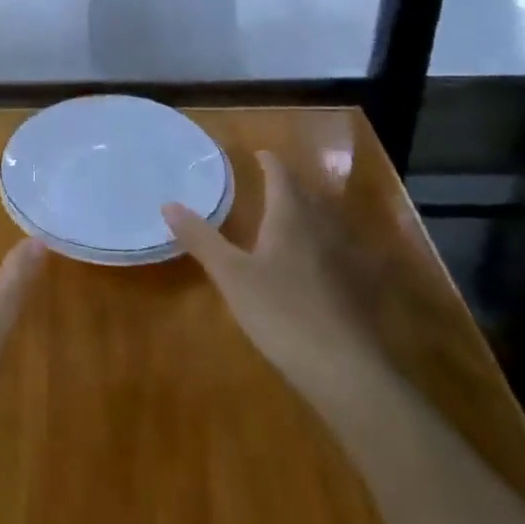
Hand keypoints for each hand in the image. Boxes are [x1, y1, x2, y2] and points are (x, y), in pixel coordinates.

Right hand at [163, 151, 380, 401]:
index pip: (281, 178)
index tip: (260, 154)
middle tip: (272, 183)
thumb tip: (168, 204)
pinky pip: (339, 254)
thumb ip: (201, 238)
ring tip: (292, 217)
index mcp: (291, 218)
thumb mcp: (231, 275)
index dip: (270, 164)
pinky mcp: (356, 291)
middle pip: (307, 198)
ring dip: (309, 214)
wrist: (344, 369)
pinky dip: (325, 247)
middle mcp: (321, 230)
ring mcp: (344, 261)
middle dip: (290, 187)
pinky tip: (320, 264)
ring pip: (325, 225)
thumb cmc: (281, 311)